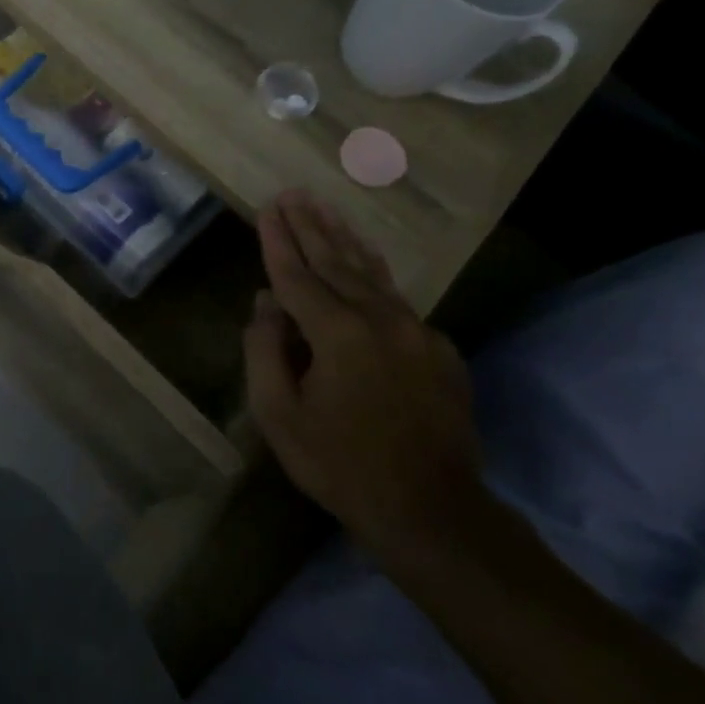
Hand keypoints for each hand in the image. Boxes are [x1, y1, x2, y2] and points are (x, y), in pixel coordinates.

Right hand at [245, 189, 482, 561]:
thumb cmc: (341, 465)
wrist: (432, 510)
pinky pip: (396, 298)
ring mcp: (417, 331)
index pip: (297, 274)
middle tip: (293, 193)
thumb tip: (266, 303)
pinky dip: (373, 271)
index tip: (266, 208)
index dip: (277, 241)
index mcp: (338, 333)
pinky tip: (363, 259)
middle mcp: (380, 319)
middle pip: (336, 261)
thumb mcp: (279, 414)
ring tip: (325, 207)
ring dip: (344, 238)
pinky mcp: (439, 348)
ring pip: (372, 272)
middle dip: (310, 226)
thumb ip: (265, 350)